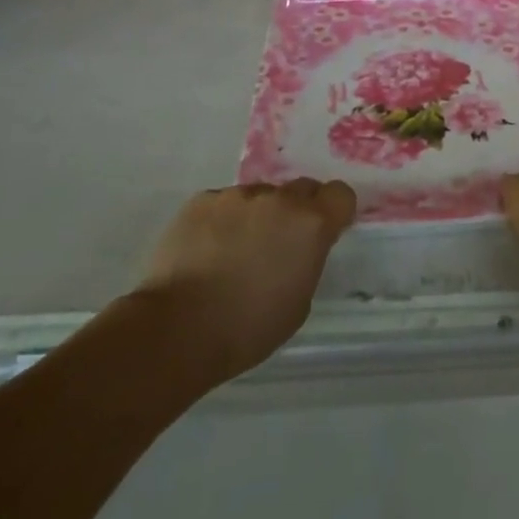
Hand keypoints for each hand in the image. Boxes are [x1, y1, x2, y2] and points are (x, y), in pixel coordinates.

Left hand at [136, 179, 355, 380]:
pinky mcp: (201, 200)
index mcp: (310, 224)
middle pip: (301, 189)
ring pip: (259, 196)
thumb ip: (306, 260)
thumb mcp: (299, 301)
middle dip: (297, 211)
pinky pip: (223, 203)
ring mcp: (236, 195)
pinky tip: (207, 251)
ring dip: (257, 216)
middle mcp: (278, 199)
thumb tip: (297, 248)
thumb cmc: (248, 327)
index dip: (335, 211)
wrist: (178, 329)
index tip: (325, 231)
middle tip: (279, 243)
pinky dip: (222, 221)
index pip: (341, 194)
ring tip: (234, 252)